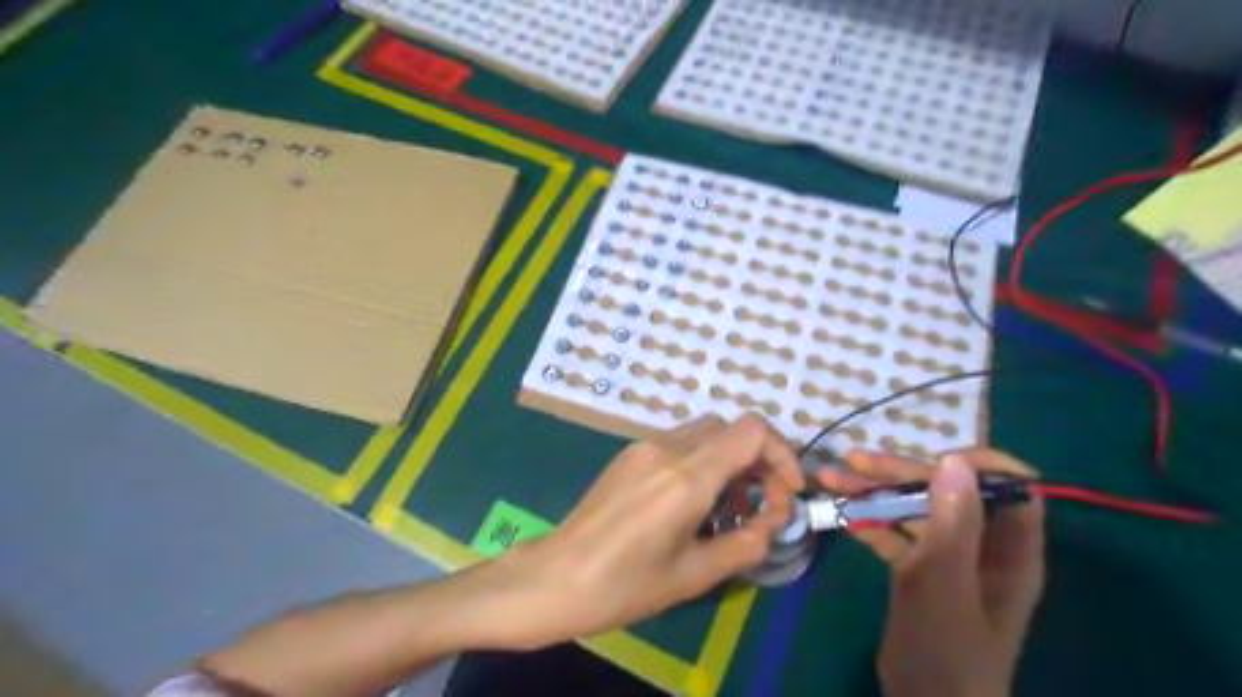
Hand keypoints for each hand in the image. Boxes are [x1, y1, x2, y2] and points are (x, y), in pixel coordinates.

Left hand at [497, 415, 806, 648]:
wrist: (557, 576)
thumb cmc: (625, 584)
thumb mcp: (695, 574)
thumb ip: (746, 542)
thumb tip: (773, 520)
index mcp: (687, 476)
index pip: (751, 431)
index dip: (781, 454)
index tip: (786, 493)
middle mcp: (667, 448)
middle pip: (731, 427)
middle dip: (758, 459)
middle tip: (761, 503)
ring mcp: (644, 445)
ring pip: (706, 431)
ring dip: (730, 459)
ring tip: (727, 506)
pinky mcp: (629, 453)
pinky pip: (680, 442)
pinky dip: (702, 460)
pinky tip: (693, 501)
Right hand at [823, 446, 1040, 695]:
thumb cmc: (946, 651)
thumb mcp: (945, 584)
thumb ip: (952, 523)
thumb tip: (954, 459)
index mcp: (1009, 548)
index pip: (1009, 485)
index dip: (975, 463)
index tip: (928, 457)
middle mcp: (981, 544)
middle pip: (947, 489)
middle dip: (899, 472)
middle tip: (852, 462)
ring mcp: (947, 556)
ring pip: (914, 507)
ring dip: (873, 491)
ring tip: (828, 477)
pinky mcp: (918, 569)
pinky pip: (895, 532)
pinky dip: (868, 519)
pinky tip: (838, 513)